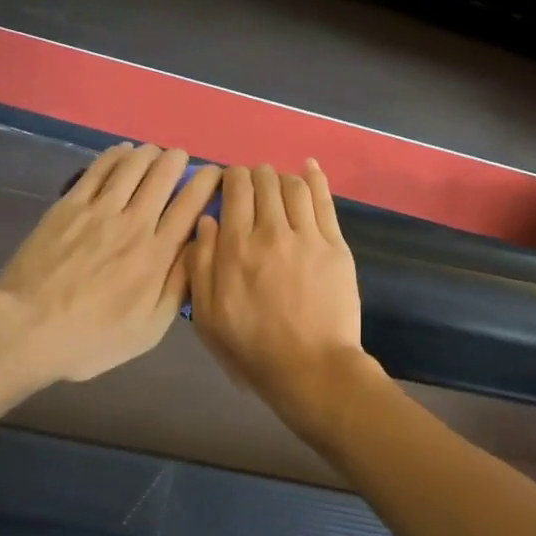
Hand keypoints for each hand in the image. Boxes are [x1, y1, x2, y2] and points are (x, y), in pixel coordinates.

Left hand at [0, 144, 219, 384]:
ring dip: (149, 154)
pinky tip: (123, 152)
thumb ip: (179, 287)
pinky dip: (115, 156)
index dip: (206, 183)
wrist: (26, 329)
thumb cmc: (92, 337)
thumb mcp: (149, 329)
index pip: (190, 205)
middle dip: (178, 161)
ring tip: (155, 153)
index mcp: (157, 254)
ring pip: (132, 166)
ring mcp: (99, 211)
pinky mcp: (68, 206)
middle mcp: (134, 223)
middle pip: (163, 177)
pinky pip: (98, 170)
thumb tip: (198, 248)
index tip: (214, 174)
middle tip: (182, 159)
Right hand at [187, 162, 365, 419]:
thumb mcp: (208, 315)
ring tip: (277, 183)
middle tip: (253, 185)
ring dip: (282, 177)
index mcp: (236, 247)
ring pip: (294, 186)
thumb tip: (207, 220)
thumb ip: (201, 264)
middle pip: (264, 182)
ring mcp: (308, 236)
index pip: (235, 191)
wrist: (311, 368)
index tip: (230, 183)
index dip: (231, 178)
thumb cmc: (252, 347)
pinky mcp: (335, 245)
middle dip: (255, 176)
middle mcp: (272, 232)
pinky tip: (309, 167)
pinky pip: (324, 201)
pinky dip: (315, 178)